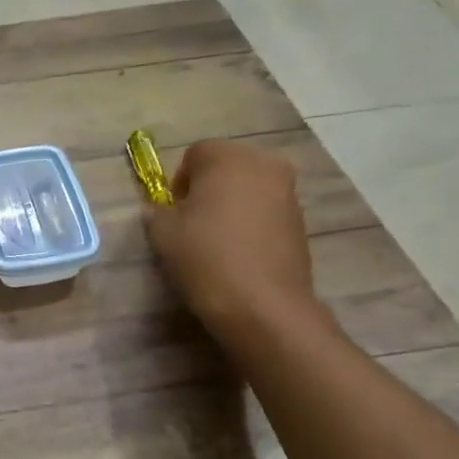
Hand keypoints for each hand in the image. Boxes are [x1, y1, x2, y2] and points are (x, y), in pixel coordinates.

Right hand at [143, 139, 318, 342]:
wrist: (263, 305)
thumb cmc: (206, 258)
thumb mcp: (163, 235)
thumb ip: (157, 213)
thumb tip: (158, 210)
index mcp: (228, 158)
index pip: (196, 153)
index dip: (179, 181)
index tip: (173, 211)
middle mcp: (264, 165)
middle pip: (227, 166)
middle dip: (208, 188)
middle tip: (192, 223)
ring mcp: (288, 193)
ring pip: (249, 188)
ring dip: (231, 205)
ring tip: (216, 241)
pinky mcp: (301, 221)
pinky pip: (266, 211)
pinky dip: (251, 223)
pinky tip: (239, 253)